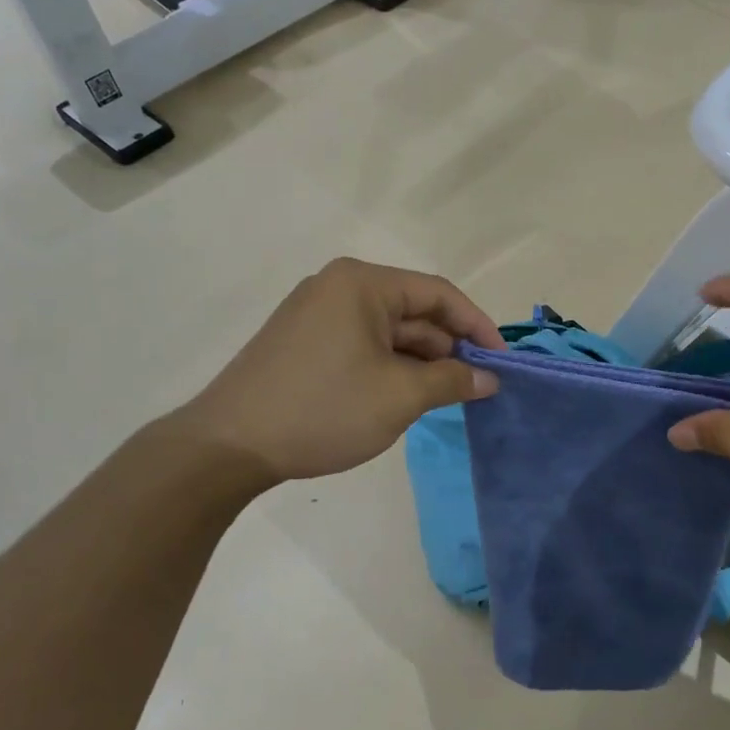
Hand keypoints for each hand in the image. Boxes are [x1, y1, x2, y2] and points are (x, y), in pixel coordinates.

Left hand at [176, 258, 503, 488]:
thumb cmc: (323, 410)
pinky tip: (404, 397)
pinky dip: (390, 367)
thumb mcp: (400, 396)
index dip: (477, 326)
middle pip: (413, 310)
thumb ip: (452, 380)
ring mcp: (316, 314)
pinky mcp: (303, 342)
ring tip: (445, 397)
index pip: (439, 293)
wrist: (228, 446)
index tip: (501, 362)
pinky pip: (362, 345)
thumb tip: (488, 379)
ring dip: (420, 362)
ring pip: (388, 332)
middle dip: (448, 348)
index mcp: (362, 283)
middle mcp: (338, 287)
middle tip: (477, 387)